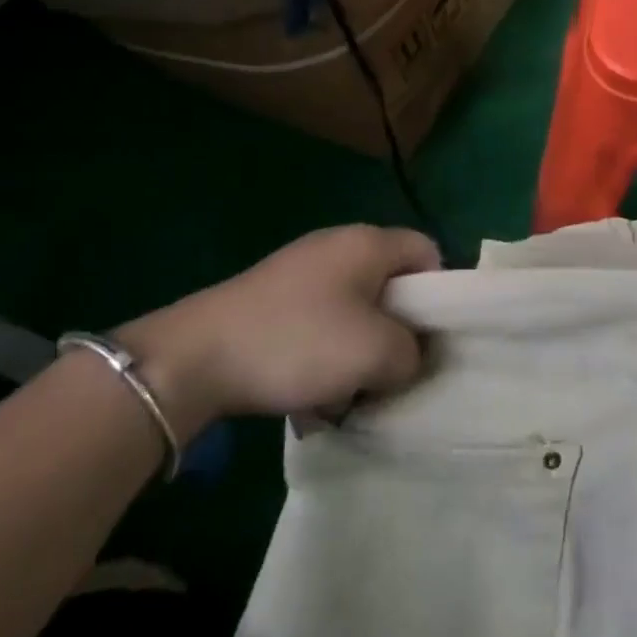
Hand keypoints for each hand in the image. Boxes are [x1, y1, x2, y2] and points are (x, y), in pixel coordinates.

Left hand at [120, 225, 440, 425]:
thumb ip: (412, 352)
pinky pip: (320, 322)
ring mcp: (302, 270)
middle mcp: (338, 245)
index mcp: (368, 242)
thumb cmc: (299, 342)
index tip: (428, 340)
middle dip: (396, 332)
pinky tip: (310, 394)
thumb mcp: (373, 353)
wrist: (198, 355)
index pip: (427, 251)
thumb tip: (409, 354)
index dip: (437, 294)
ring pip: (355, 310)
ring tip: (346, 394)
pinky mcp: (275, 298)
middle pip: (390, 285)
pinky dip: (325, 354)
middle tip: (390, 373)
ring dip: (359, 352)